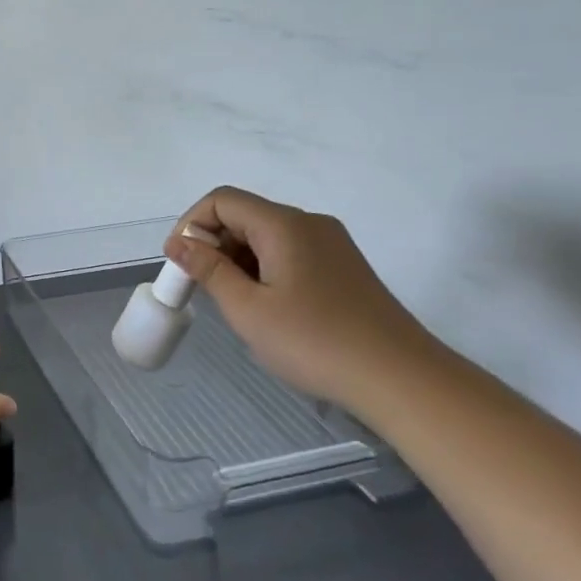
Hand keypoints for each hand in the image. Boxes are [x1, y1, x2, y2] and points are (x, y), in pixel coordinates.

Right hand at [166, 187, 447, 412]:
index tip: (178, 264)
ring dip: (236, 260)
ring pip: (265, 236)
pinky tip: (265, 308)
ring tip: (232, 304)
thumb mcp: (248, 310)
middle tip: (200, 290)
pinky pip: (288, 253)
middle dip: (212, 244)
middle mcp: (309, 224)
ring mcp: (331, 245)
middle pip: (244, 215)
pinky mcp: (342, 268)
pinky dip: (263, 269)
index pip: (222, 200)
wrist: (401, 379)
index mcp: (284, 225)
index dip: (191, 224)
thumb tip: (179, 243)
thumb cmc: (315, 342)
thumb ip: (209, 271)